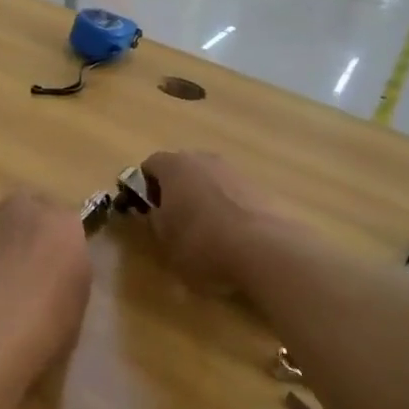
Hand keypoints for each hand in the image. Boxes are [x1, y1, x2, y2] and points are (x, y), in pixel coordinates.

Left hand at [0, 190, 90, 368]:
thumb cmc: (48, 324)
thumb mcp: (76, 303)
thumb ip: (65, 276)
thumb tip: (52, 278)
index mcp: (64, 225)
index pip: (64, 222)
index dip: (56, 243)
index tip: (53, 266)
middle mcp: (25, 210)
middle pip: (25, 210)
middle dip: (24, 230)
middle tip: (23, 266)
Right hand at [137, 151, 277, 287]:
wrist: (264, 249)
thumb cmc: (201, 241)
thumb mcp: (164, 238)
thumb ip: (154, 219)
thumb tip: (156, 212)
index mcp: (174, 165)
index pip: (149, 166)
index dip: (145, 188)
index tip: (149, 212)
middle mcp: (203, 158)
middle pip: (181, 169)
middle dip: (176, 190)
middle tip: (175, 221)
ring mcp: (234, 170)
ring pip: (209, 180)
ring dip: (203, 199)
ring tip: (206, 233)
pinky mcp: (259, 187)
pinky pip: (232, 194)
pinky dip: (227, 208)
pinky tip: (231, 236)